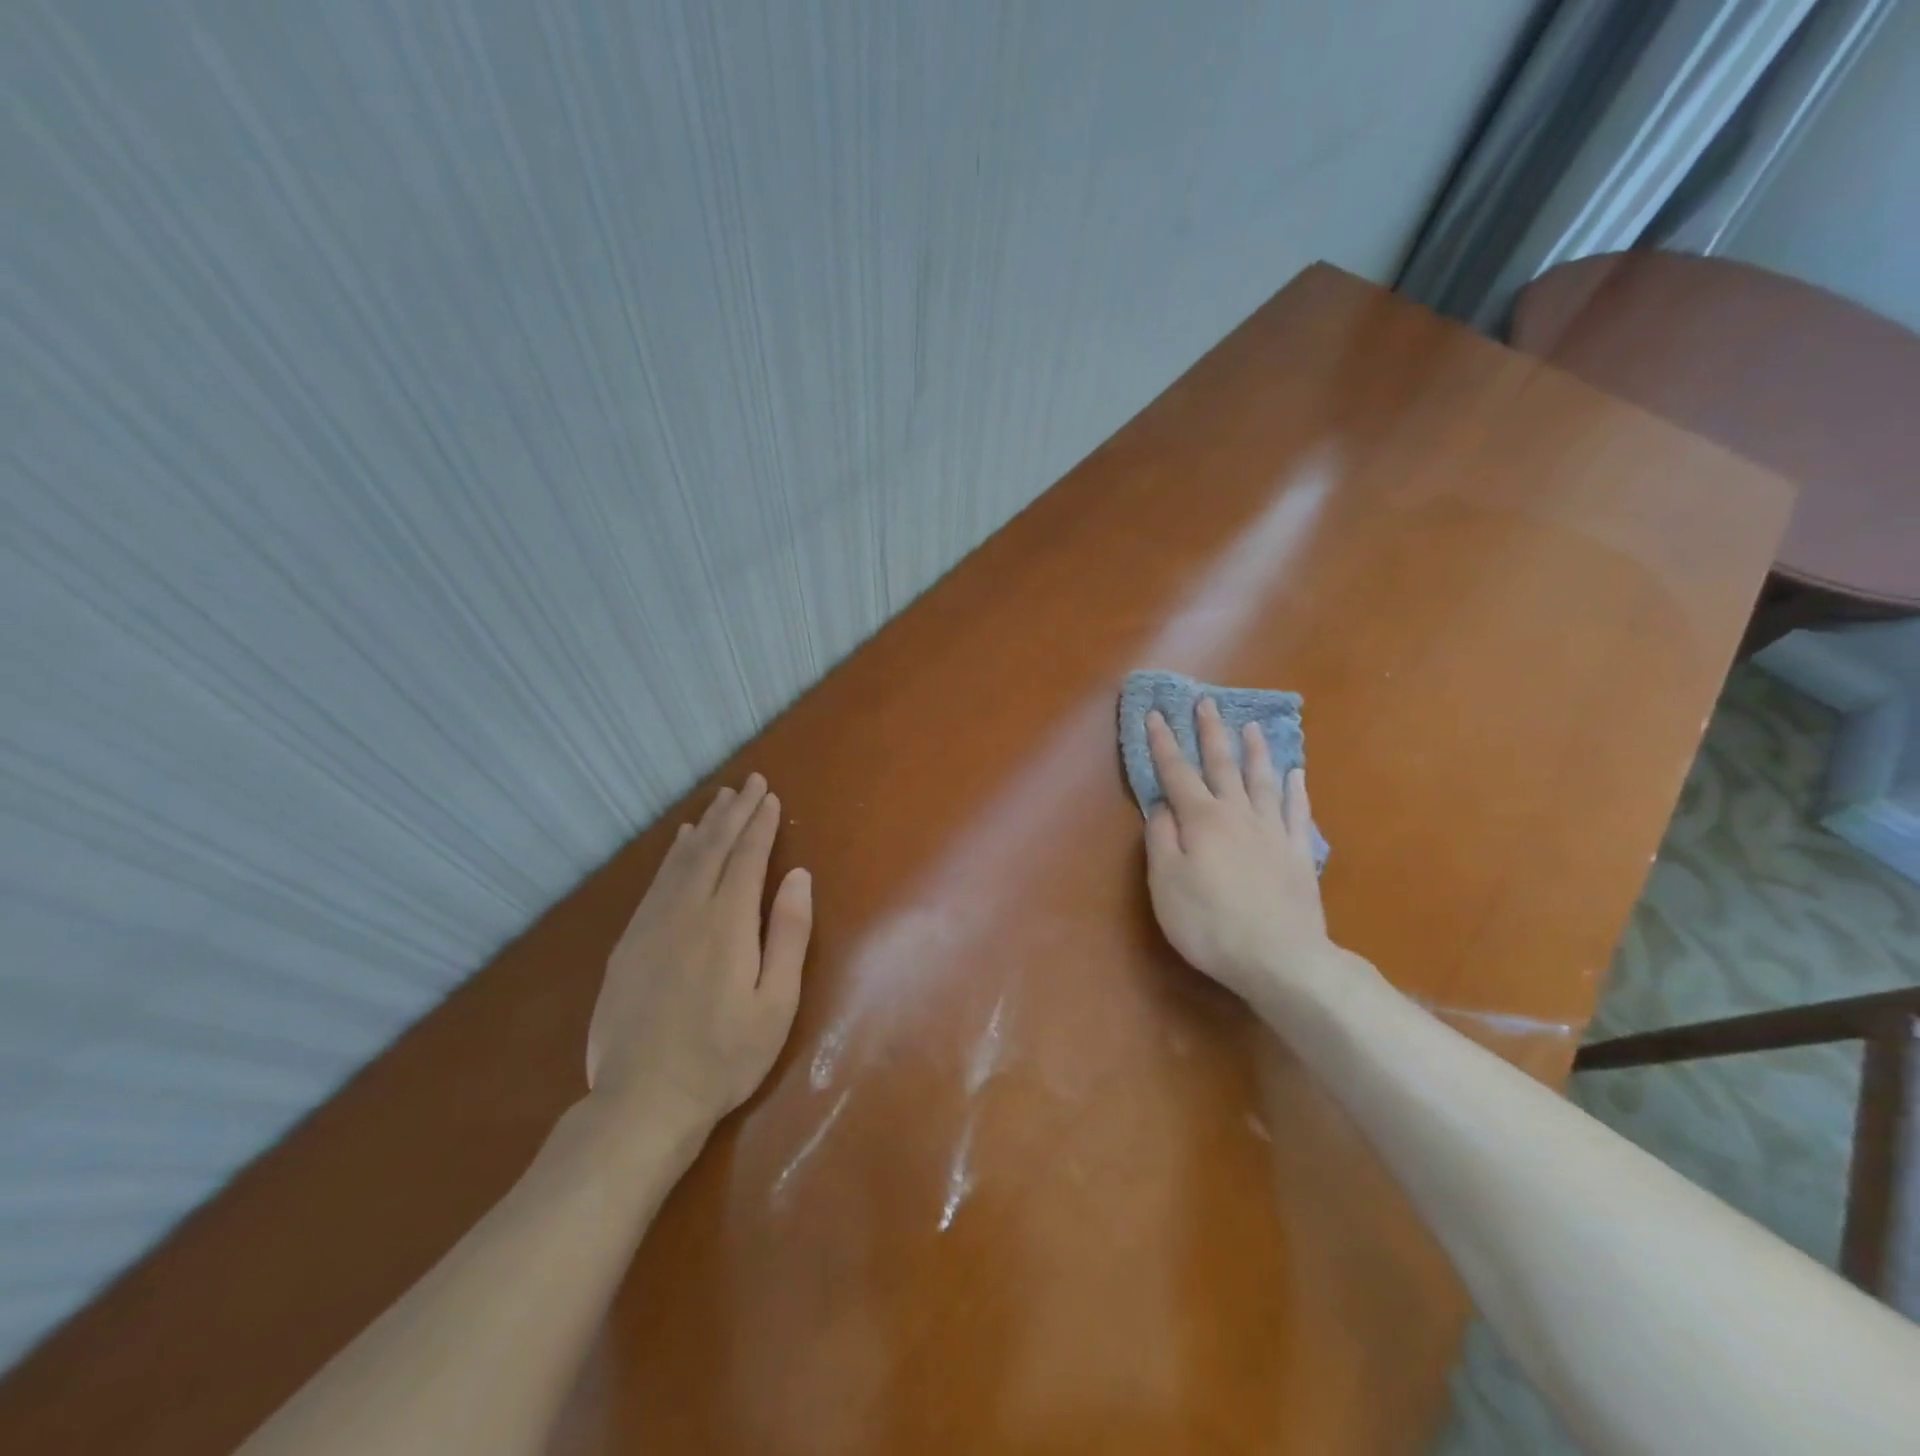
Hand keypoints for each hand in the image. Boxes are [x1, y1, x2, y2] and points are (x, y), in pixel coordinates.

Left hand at [587, 773, 812, 1132]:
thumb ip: (788, 934)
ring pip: (681, 860)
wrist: (642, 1101)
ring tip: (719, 800)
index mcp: (727, 923)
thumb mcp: (776, 1002)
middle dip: (734, 812)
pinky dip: (671, 855)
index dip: (761, 824)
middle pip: (713, 848)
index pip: (747, 858)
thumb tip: (798, 876)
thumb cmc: (724, 1056)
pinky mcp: (630, 943)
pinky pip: (655, 882)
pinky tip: (679, 842)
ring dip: (704, 826)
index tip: (771, 796)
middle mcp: (687, 911)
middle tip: (749, 782)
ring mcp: (652, 925)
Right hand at [1143, 698, 1335, 1010]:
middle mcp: (1237, 814)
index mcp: (1201, 819)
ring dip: (1254, 751)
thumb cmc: (1209, 922)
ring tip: (1251, 727)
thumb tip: (1162, 804)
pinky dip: (1294, 788)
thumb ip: (1161, 838)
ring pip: (1261, 780)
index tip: (1156, 715)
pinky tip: (1295, 773)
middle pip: (1222, 765)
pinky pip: (1296, 811)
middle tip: (1206, 703)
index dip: (1163, 743)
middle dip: (1210, 733)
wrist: (1279, 957)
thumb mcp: (1166, 882)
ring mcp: (1272, 831)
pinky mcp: (1298, 853)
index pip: (1176, 773)